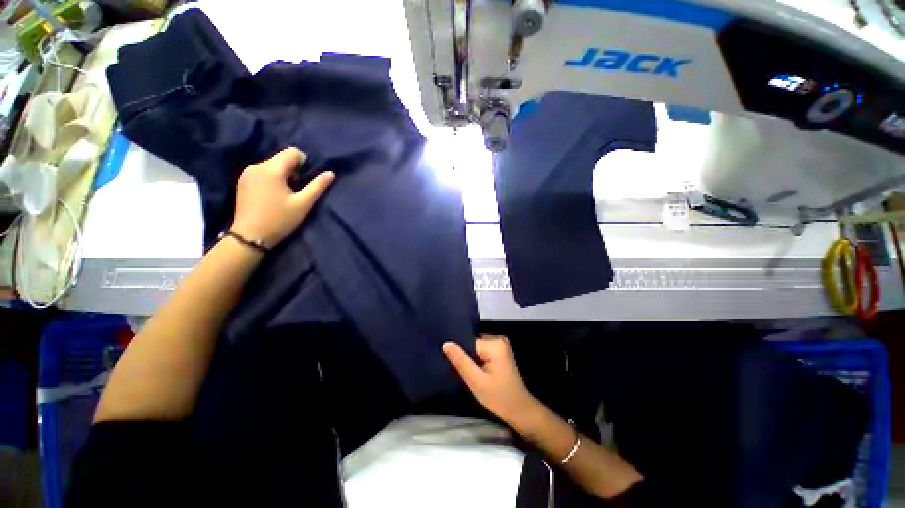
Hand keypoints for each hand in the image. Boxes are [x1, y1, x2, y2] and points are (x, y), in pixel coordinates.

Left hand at [232, 147, 334, 247]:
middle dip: (293, 170)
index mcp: (271, 169)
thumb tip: (331, 173)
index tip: (305, 180)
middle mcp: (256, 166)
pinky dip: (272, 179)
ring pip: (272, 165)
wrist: (250, 237)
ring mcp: (247, 174)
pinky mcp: (243, 181)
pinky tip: (273, 196)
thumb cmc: (279, 220)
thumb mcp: (303, 204)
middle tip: (297, 190)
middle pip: (281, 158)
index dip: (304, 162)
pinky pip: (262, 172)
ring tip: (286, 194)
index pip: (292, 152)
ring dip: (283, 175)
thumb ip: (317, 186)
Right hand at [442, 335, 539, 425]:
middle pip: (473, 343)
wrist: (519, 410)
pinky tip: (473, 370)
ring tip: (464, 370)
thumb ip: (461, 361)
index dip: (459, 352)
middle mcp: (499, 339)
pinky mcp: (500, 351)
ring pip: (476, 347)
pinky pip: (482, 351)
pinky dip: (476, 360)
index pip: (469, 342)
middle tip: (457, 369)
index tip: (449, 361)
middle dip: (464, 355)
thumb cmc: (499, 397)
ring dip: (470, 358)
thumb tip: (446, 344)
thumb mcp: (477, 381)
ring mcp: (500, 345)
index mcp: (495, 344)